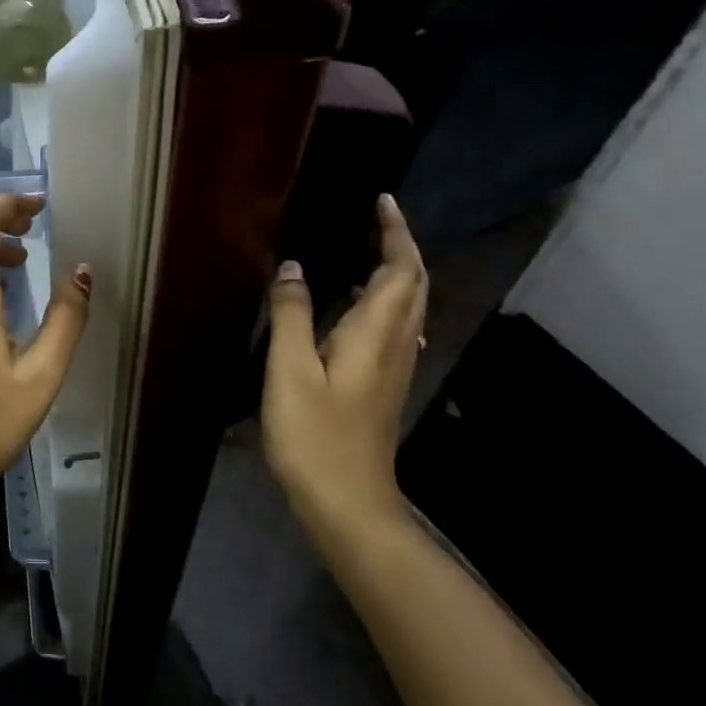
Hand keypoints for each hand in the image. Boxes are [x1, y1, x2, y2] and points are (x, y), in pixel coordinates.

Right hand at [262, 194, 427, 547]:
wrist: (349, 503)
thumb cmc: (315, 435)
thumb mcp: (290, 371)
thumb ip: (292, 315)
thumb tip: (293, 268)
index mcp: (375, 334)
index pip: (401, 270)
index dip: (396, 233)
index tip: (382, 201)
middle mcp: (396, 345)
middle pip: (415, 285)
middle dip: (402, 246)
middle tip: (375, 218)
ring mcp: (395, 367)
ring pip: (410, 306)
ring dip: (398, 271)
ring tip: (367, 250)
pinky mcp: (384, 385)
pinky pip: (397, 326)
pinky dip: (387, 299)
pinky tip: (359, 306)